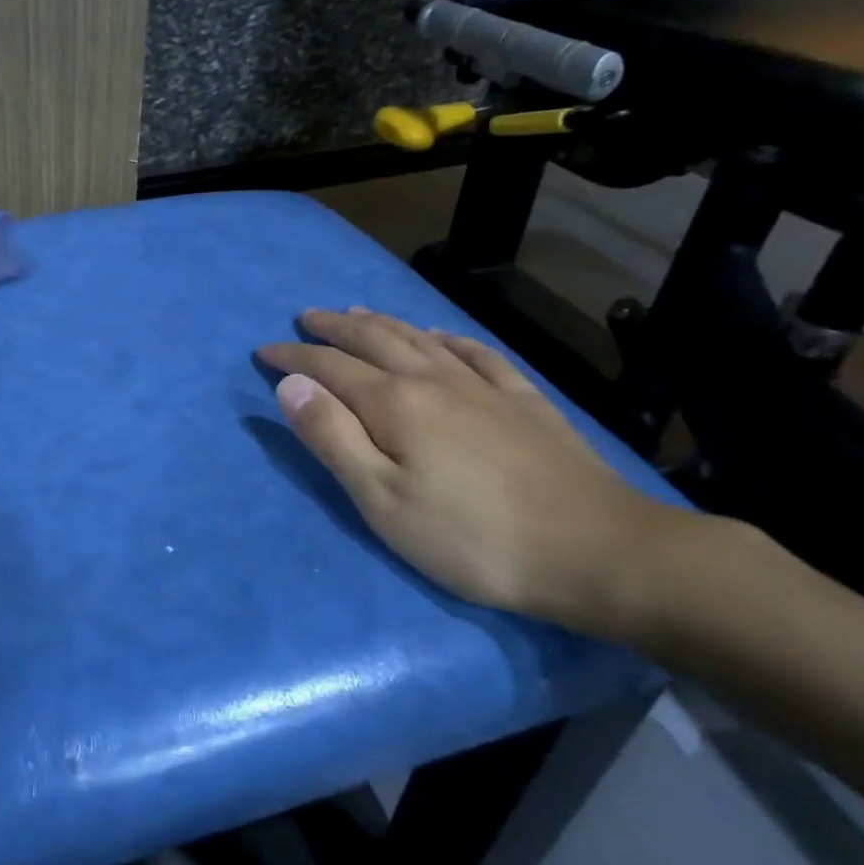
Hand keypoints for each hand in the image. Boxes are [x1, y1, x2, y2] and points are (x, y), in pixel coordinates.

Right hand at [258, 308, 709, 638]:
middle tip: (305, 317)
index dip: (293, 356)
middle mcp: (433, 379)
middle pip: (372, 340)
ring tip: (355, 312)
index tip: (264, 351)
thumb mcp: (383, 501)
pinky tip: (441, 335)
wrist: (599, 552)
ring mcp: (483, 386)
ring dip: (381, 323)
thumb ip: (332, 438)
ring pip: (419, 338)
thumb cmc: (473, 538)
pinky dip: (448, 337)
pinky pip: (476, 353)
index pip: (328, 367)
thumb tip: (290, 384)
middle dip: (332, 328)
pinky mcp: (523, 400)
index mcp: (394, 403)